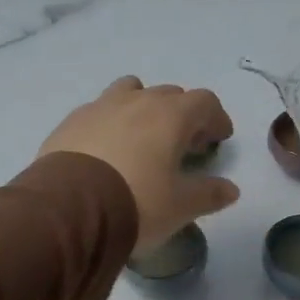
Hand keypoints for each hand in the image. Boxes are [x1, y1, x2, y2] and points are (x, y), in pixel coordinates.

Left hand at [40, 77, 239, 252]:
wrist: (69, 209)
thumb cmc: (137, 202)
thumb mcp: (181, 206)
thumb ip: (209, 194)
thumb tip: (231, 190)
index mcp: (171, 115)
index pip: (204, 102)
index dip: (216, 118)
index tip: (219, 139)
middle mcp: (138, 101)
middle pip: (169, 94)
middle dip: (183, 115)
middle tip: (184, 144)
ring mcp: (101, 107)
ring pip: (131, 91)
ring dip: (144, 107)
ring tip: (143, 136)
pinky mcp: (72, 121)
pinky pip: (100, 110)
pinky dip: (112, 121)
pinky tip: (108, 148)